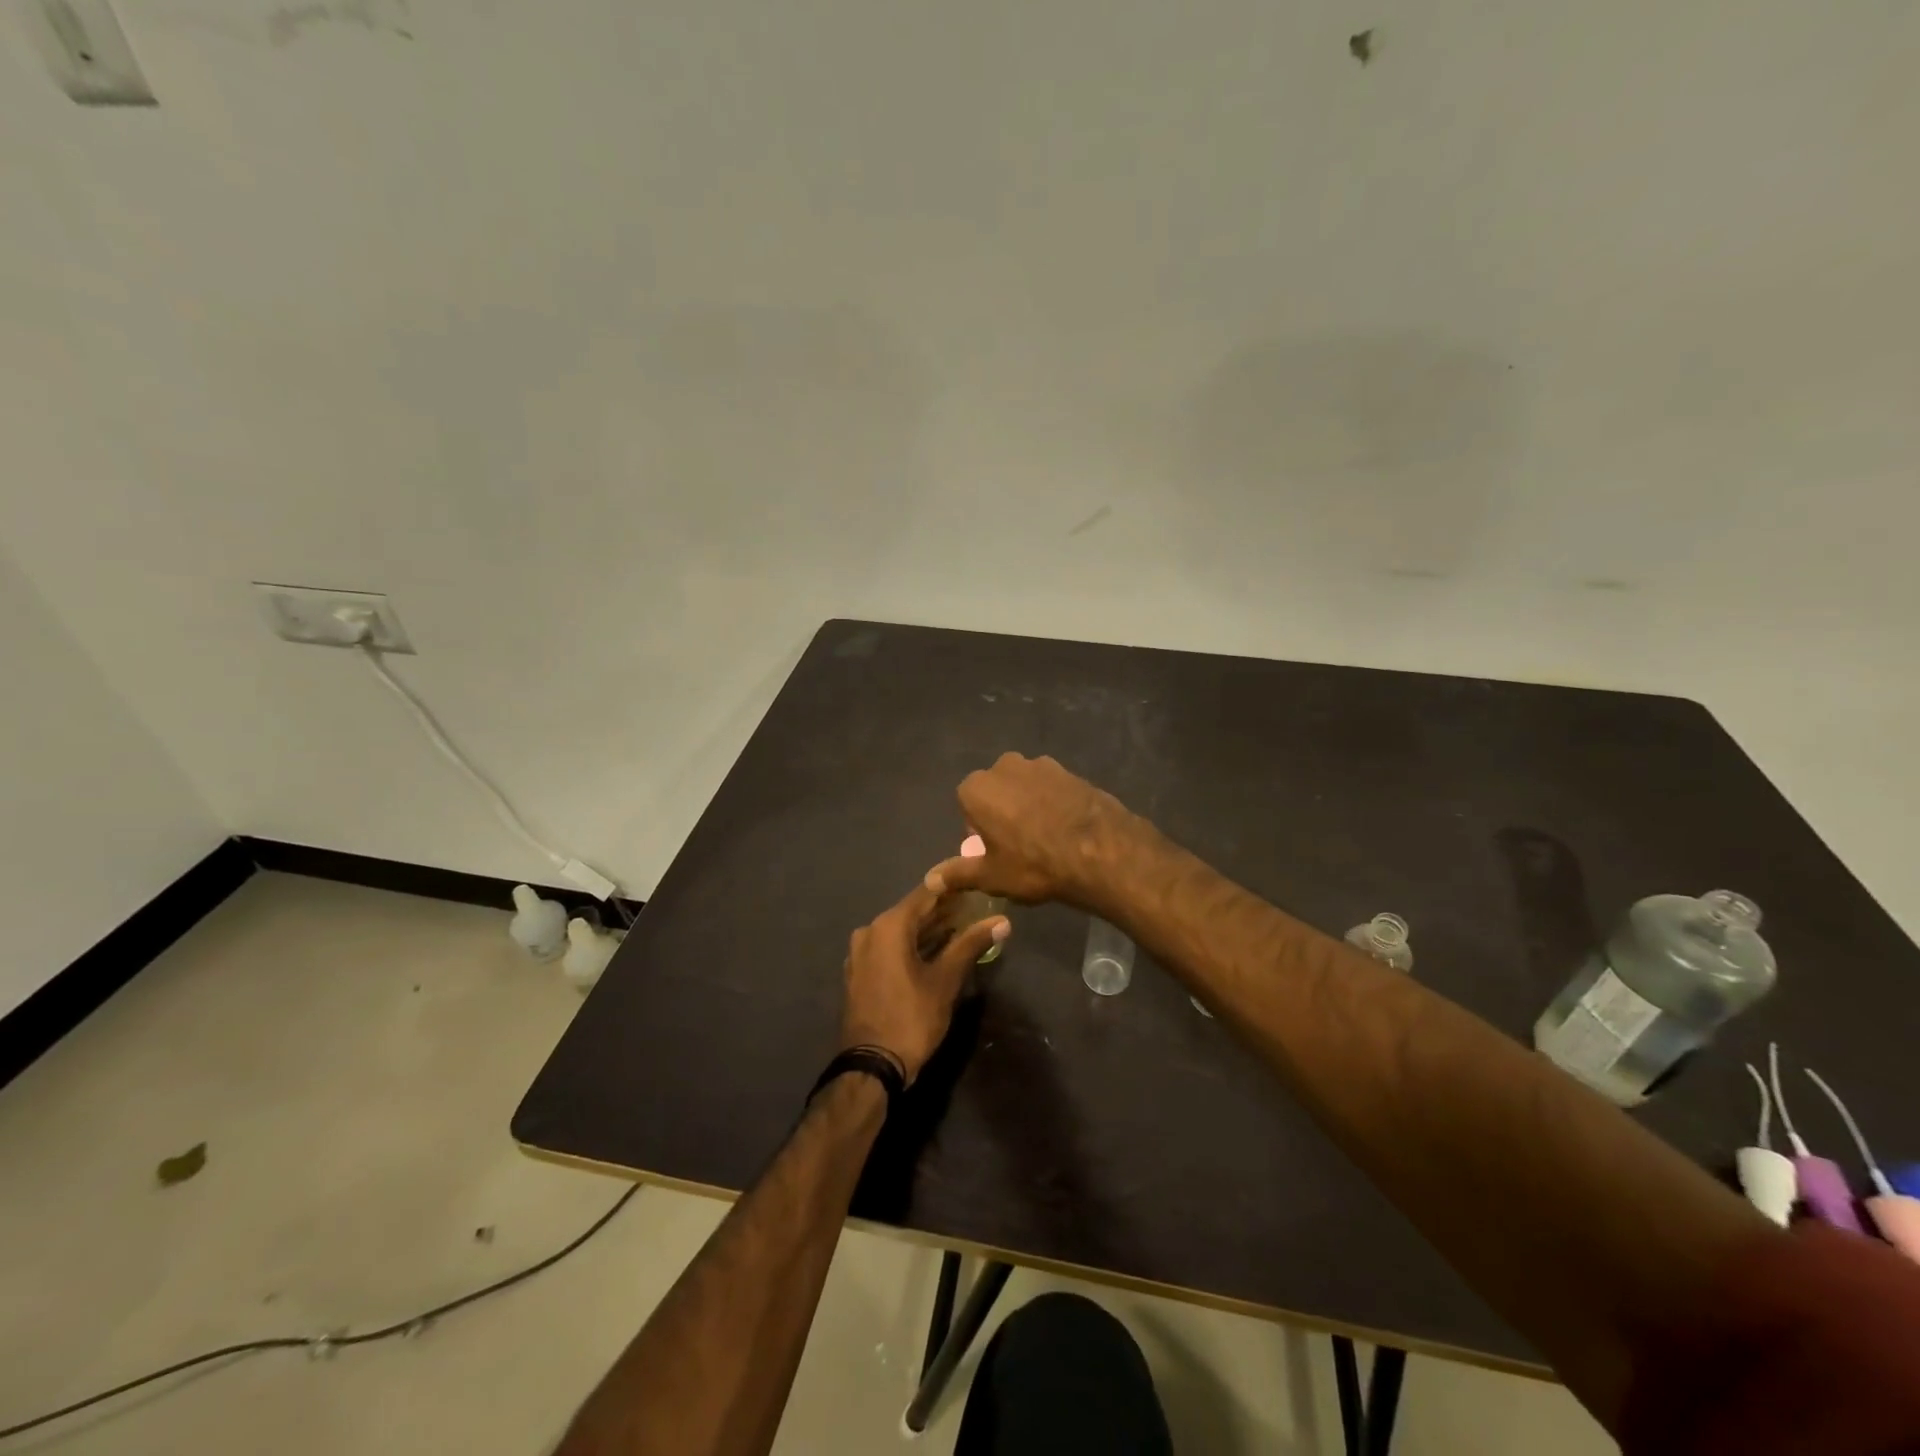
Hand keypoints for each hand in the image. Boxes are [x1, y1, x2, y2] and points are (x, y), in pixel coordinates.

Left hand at [840, 879, 1008, 1085]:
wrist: (871, 1067)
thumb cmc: (911, 1017)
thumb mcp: (946, 980)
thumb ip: (971, 944)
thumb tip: (1002, 921)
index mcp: (889, 926)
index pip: (926, 893)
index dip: (953, 888)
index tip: (977, 883)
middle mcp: (870, 931)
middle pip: (912, 911)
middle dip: (944, 910)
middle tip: (976, 907)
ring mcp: (861, 953)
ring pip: (901, 931)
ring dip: (929, 929)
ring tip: (963, 926)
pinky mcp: (860, 972)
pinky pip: (890, 948)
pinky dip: (912, 945)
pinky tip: (936, 950)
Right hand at [925, 752, 1137, 907]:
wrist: (1099, 851)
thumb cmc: (1033, 864)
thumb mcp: (990, 876)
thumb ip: (957, 874)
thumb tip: (930, 880)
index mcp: (977, 788)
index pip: (966, 807)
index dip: (979, 833)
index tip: (994, 853)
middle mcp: (1004, 766)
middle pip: (995, 793)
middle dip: (1001, 814)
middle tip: (1018, 848)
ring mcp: (1041, 764)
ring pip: (1024, 788)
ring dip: (1028, 806)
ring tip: (1045, 840)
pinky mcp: (1070, 770)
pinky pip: (1051, 788)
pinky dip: (1053, 804)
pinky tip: (1066, 830)